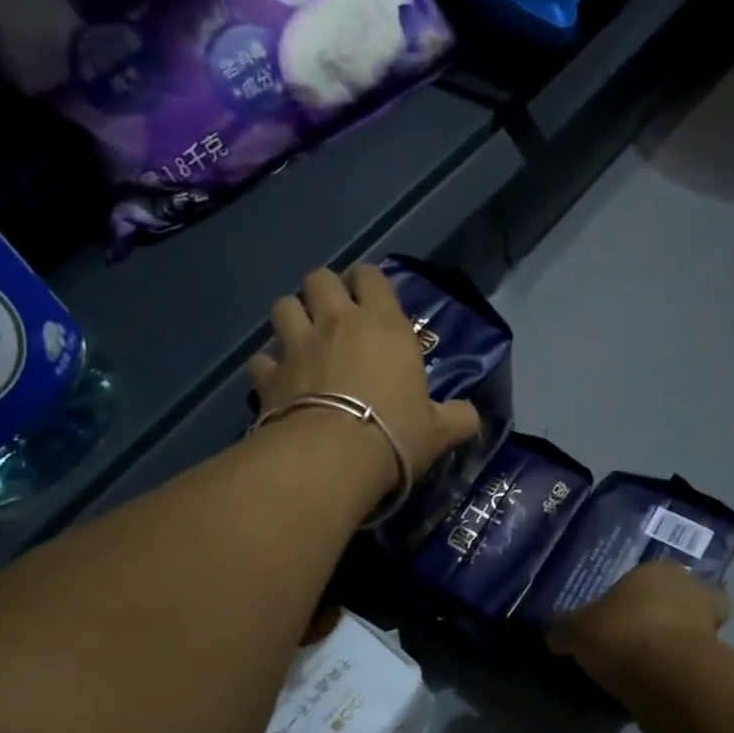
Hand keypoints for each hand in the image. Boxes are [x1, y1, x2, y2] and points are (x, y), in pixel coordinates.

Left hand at [248, 265, 480, 489]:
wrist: (333, 457)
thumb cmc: (395, 433)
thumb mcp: (439, 431)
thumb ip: (458, 418)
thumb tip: (472, 417)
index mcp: (383, 325)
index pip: (371, 275)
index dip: (369, 282)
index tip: (372, 300)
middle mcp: (337, 323)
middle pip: (319, 278)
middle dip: (324, 291)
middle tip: (334, 316)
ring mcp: (296, 346)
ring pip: (282, 306)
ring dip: (292, 317)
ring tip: (301, 339)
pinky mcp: (269, 376)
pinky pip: (261, 359)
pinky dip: (269, 367)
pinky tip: (278, 382)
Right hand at [547, 562, 732, 700]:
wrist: (666, 677)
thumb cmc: (620, 633)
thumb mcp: (576, 630)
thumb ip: (565, 630)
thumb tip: (554, 635)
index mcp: (658, 570)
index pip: (653, 574)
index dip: (640, 593)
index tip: (623, 613)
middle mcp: (691, 590)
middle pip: (685, 599)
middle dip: (672, 614)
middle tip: (646, 636)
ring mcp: (711, 627)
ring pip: (697, 632)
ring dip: (680, 645)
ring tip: (652, 666)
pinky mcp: (720, 663)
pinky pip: (697, 665)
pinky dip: (683, 673)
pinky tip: (660, 686)